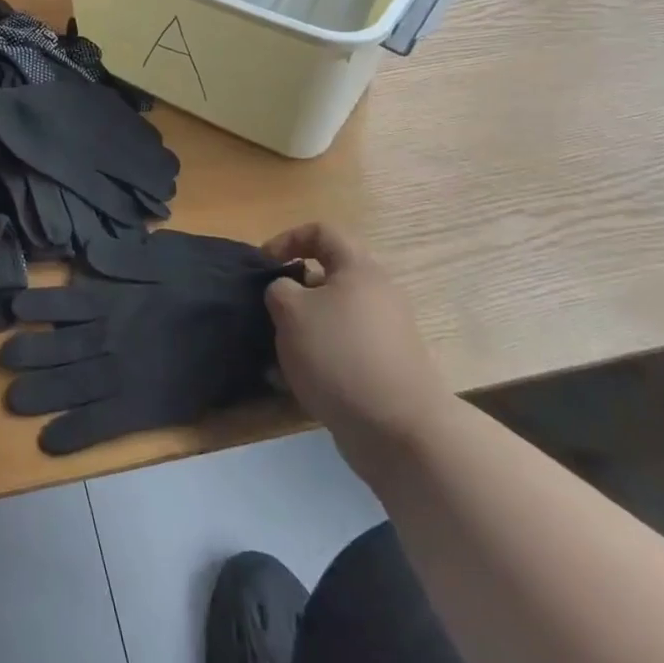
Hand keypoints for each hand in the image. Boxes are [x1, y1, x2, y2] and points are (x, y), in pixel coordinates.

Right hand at [264, 224, 453, 465]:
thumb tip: (286, 292)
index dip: (287, 239)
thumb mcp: (290, 310)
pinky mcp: (384, 369)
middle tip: (269, 312)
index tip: (264, 265)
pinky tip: (292, 384)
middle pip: (326, 277)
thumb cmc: (340, 355)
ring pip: (331, 318)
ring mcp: (384, 334)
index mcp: (359, 269)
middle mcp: (377, 294)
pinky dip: (317, 360)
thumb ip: (278, 288)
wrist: (400, 431)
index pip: (322, 231)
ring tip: (274, 355)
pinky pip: (341, 352)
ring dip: (300, 331)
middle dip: (292, 293)